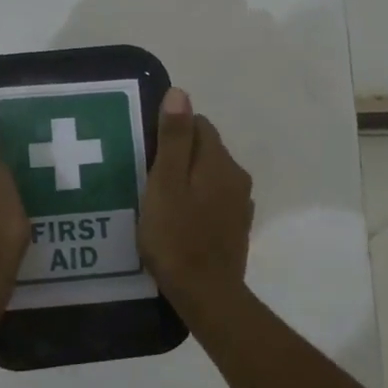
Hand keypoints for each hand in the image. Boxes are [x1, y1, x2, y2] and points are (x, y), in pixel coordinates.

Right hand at [139, 88, 254, 303]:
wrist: (206, 294)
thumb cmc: (176, 237)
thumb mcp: (165, 183)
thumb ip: (174, 138)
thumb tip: (180, 93)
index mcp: (220, 162)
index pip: (199, 124)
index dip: (171, 131)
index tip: (147, 151)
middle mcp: (237, 177)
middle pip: (206, 150)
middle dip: (180, 156)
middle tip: (147, 177)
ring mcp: (240, 205)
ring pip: (210, 177)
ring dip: (188, 180)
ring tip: (159, 200)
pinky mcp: (236, 228)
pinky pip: (214, 201)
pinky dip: (197, 203)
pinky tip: (178, 221)